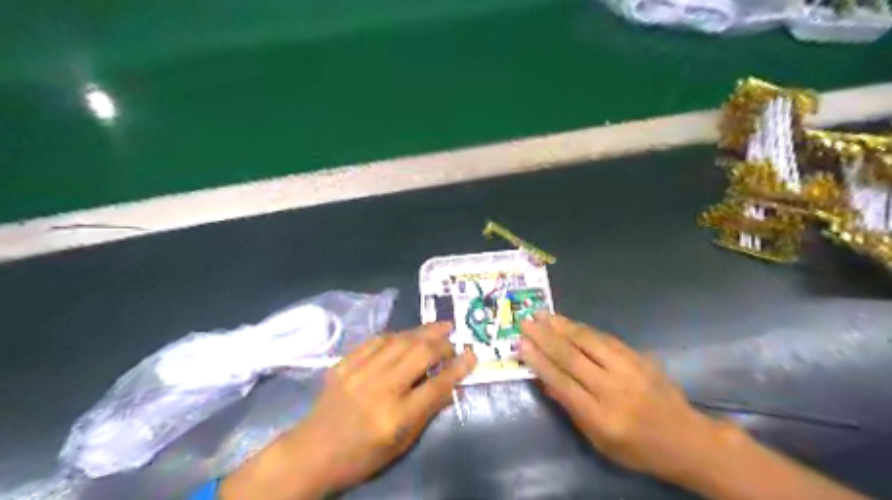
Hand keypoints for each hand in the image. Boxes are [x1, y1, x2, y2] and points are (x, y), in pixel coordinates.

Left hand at [219, 322, 475, 497]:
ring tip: (440, 326)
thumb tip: (452, 385)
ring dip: (423, 331)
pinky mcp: (345, 364)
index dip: (459, 367)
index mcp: (396, 417)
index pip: (437, 386)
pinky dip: (396, 334)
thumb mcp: (402, 444)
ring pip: (400, 340)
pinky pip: (376, 340)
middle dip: (442, 343)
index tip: (472, 354)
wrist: (312, 452)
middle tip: (454, 339)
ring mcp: (359, 373)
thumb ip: (428, 411)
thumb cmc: (362, 456)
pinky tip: (407, 334)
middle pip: (420, 354)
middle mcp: (380, 389)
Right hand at [521, 314, 734, 481]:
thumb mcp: (599, 441)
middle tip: (525, 322)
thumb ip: (570, 408)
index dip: (539, 362)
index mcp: (602, 417)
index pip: (563, 383)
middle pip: (572, 358)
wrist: (687, 439)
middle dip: (545, 337)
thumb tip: (544, 380)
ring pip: (588, 341)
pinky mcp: (638, 357)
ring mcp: (629, 369)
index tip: (521, 344)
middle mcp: (614, 389)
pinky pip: (605, 338)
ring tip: (541, 315)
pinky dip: (582, 328)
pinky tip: (567, 322)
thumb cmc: (637, 448)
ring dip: (561, 326)